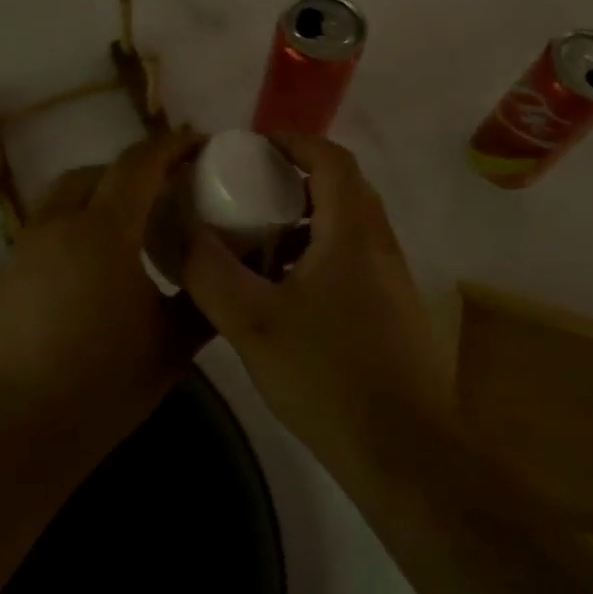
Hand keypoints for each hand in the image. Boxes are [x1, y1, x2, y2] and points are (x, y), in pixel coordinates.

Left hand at [0, 129, 206, 464]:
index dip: (172, 146)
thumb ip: (205, 298)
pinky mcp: (7, 273)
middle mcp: (59, 224)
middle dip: (136, 169)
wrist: (17, 430)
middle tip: (168, 190)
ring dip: (101, 194)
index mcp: (104, 230)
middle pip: (99, 171)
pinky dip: (77, 224)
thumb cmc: (103, 383)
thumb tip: (228, 272)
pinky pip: (48, 226)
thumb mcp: (173, 344)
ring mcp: (26, 247)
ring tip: (131, 226)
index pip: (139, 163)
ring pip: (66, 195)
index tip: (200, 145)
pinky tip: (94, 267)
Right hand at [182, 133, 453, 483]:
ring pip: (348, 225)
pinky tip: (286, 292)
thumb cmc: (328, 377)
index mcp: (353, 231)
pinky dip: (319, 252)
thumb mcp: (253, 324)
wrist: (404, 452)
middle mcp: (380, 243)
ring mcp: (392, 277)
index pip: (330, 158)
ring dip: (306, 220)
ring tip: (260, 242)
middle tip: (249, 193)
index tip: (252, 149)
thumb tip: (188, 232)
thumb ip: (212, 272)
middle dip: (294, 180)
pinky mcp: (393, 308)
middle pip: (341, 186)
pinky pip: (353, 257)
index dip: (292, 142)